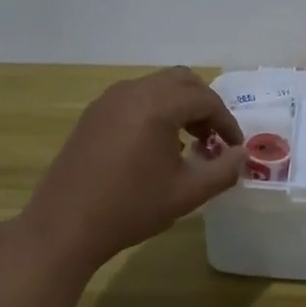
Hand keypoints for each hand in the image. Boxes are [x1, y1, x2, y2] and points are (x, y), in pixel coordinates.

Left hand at [19, 67, 245, 270]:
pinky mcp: (93, 113)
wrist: (64, 226)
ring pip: (156, 86)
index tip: (234, 147)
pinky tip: (154, 145)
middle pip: (182, 80)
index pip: (205, 99)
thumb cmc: (130, 208)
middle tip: (213, 137)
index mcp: (157, 106)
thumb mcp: (187, 193)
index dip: (227, 122)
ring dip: (179, 105)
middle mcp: (132, 92)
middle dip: (204, 105)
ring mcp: (109, 100)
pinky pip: (135, 98)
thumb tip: (241, 155)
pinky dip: (155, 109)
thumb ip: (223, 170)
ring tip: (188, 141)